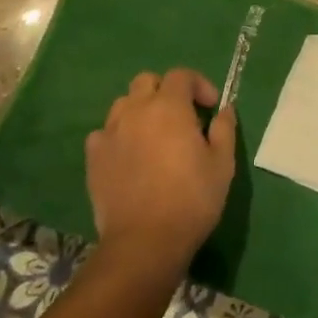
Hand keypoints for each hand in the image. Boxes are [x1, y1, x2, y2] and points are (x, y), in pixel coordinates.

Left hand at [87, 69, 235, 268]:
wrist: (144, 242)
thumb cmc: (192, 199)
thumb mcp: (223, 163)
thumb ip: (224, 129)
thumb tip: (224, 110)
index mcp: (169, 107)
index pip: (181, 75)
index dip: (199, 85)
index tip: (211, 107)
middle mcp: (135, 111)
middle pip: (147, 81)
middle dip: (166, 91)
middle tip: (182, 117)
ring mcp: (110, 134)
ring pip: (123, 104)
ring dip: (141, 110)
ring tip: (155, 135)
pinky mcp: (93, 158)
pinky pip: (105, 133)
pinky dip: (119, 136)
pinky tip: (131, 156)